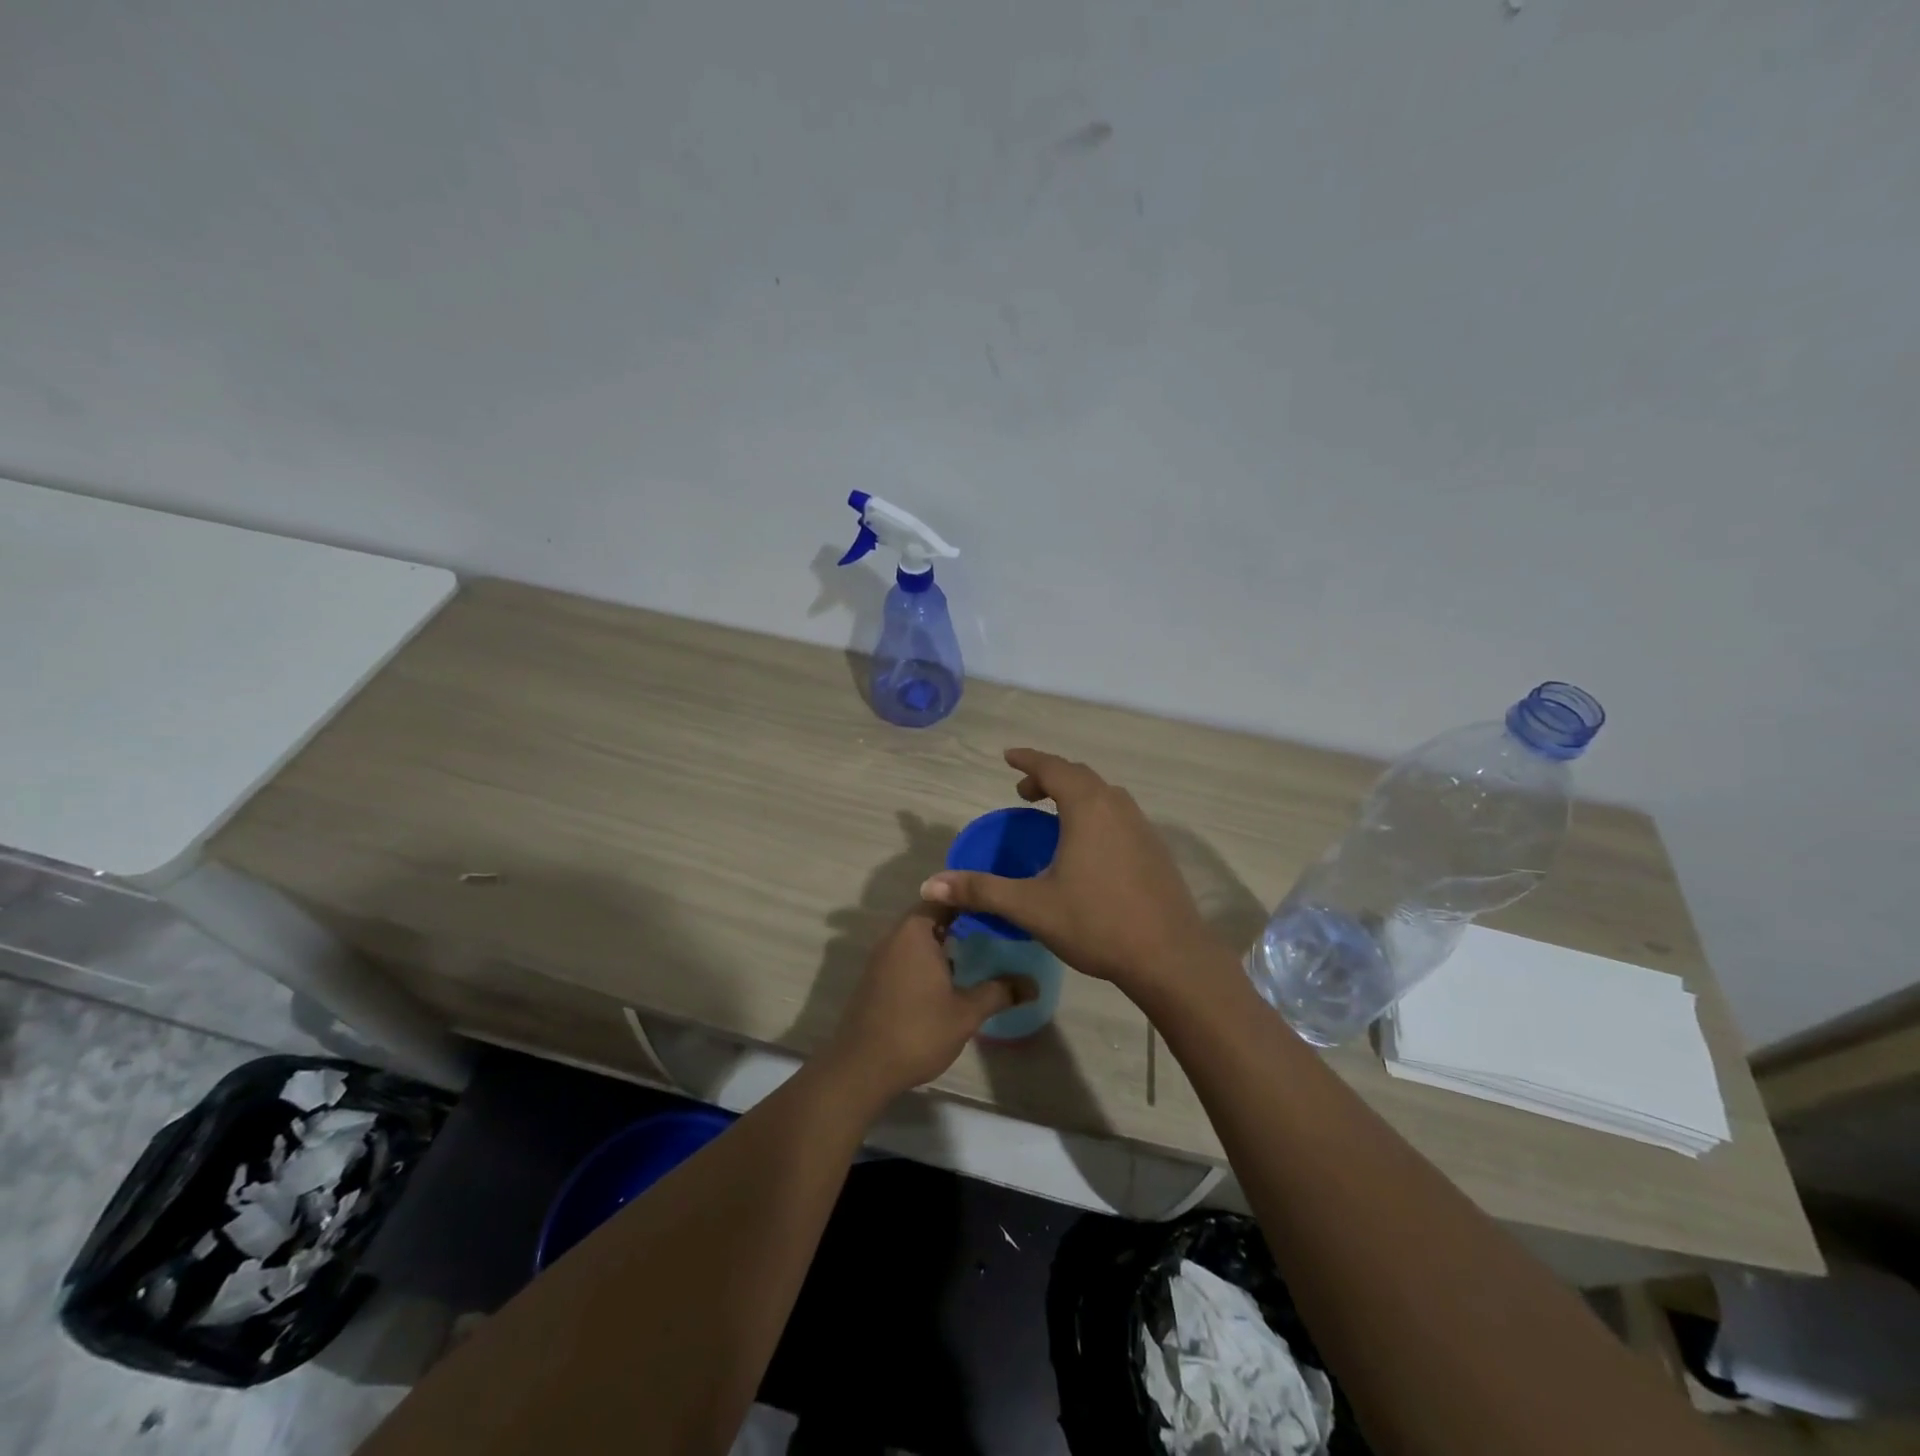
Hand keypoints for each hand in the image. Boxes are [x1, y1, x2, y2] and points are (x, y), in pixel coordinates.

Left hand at [822, 906, 1024, 1101]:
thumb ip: (999, 992)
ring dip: (946, 941)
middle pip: (933, 914)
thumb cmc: (917, 1031)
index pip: (946, 896)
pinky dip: (929, 957)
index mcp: (915, 931)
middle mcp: (895, 936)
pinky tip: (951, 978)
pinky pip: (908, 954)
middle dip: (963, 921)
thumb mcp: (966, 1013)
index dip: (972, 897)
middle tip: (997, 929)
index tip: (999, 904)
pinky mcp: (877, 977)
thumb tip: (1032, 984)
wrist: (861, 1068)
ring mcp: (882, 957)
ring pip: (920, 936)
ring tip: (981, 952)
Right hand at [919, 748, 1215, 995]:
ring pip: (1103, 794)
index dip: (1027, 759)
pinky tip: (1088, 846)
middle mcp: (1117, 806)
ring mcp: (1142, 826)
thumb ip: (981, 890)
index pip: (1052, 767)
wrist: (1170, 957)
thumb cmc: (1097, 923)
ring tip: (1053, 815)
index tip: (1007, 757)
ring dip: (1075, 793)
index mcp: (1087, 808)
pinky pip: (1119, 814)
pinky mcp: (1155, 848)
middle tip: (1023, 792)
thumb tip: (930, 883)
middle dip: (1048, 776)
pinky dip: (1095, 812)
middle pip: (1079, 775)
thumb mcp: (1031, 907)